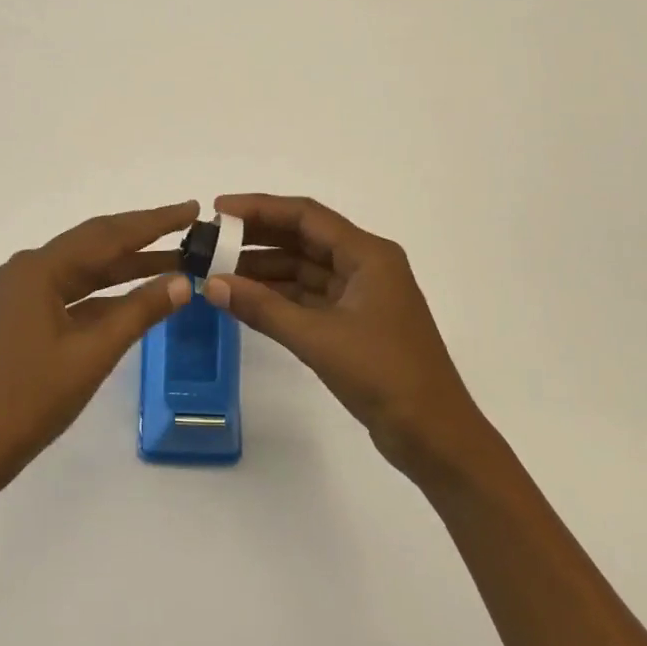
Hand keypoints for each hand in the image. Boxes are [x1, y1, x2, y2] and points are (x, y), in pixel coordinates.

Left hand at [0, 201, 194, 487]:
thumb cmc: (30, 399)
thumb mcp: (92, 353)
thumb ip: (139, 311)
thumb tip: (184, 281)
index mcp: (39, 269)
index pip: (108, 235)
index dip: (154, 222)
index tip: (192, 208)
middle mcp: (28, 270)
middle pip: (96, 244)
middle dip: (144, 237)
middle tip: (190, 228)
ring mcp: (23, 293)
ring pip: (86, 270)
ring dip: (128, 267)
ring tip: (176, 262)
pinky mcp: (23, 317)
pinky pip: (73, 293)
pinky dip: (107, 294)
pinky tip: (137, 296)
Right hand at [209, 194, 489, 485]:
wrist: (435, 437)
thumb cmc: (384, 375)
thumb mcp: (318, 338)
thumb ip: (263, 308)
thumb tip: (212, 284)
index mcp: (368, 255)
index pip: (306, 216)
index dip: (260, 208)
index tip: (218, 209)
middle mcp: (365, 266)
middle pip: (304, 238)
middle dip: (258, 237)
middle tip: (211, 240)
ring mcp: (361, 296)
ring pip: (304, 269)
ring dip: (265, 269)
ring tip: (218, 270)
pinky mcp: (355, 324)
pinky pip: (310, 297)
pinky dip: (279, 297)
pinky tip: (246, 298)